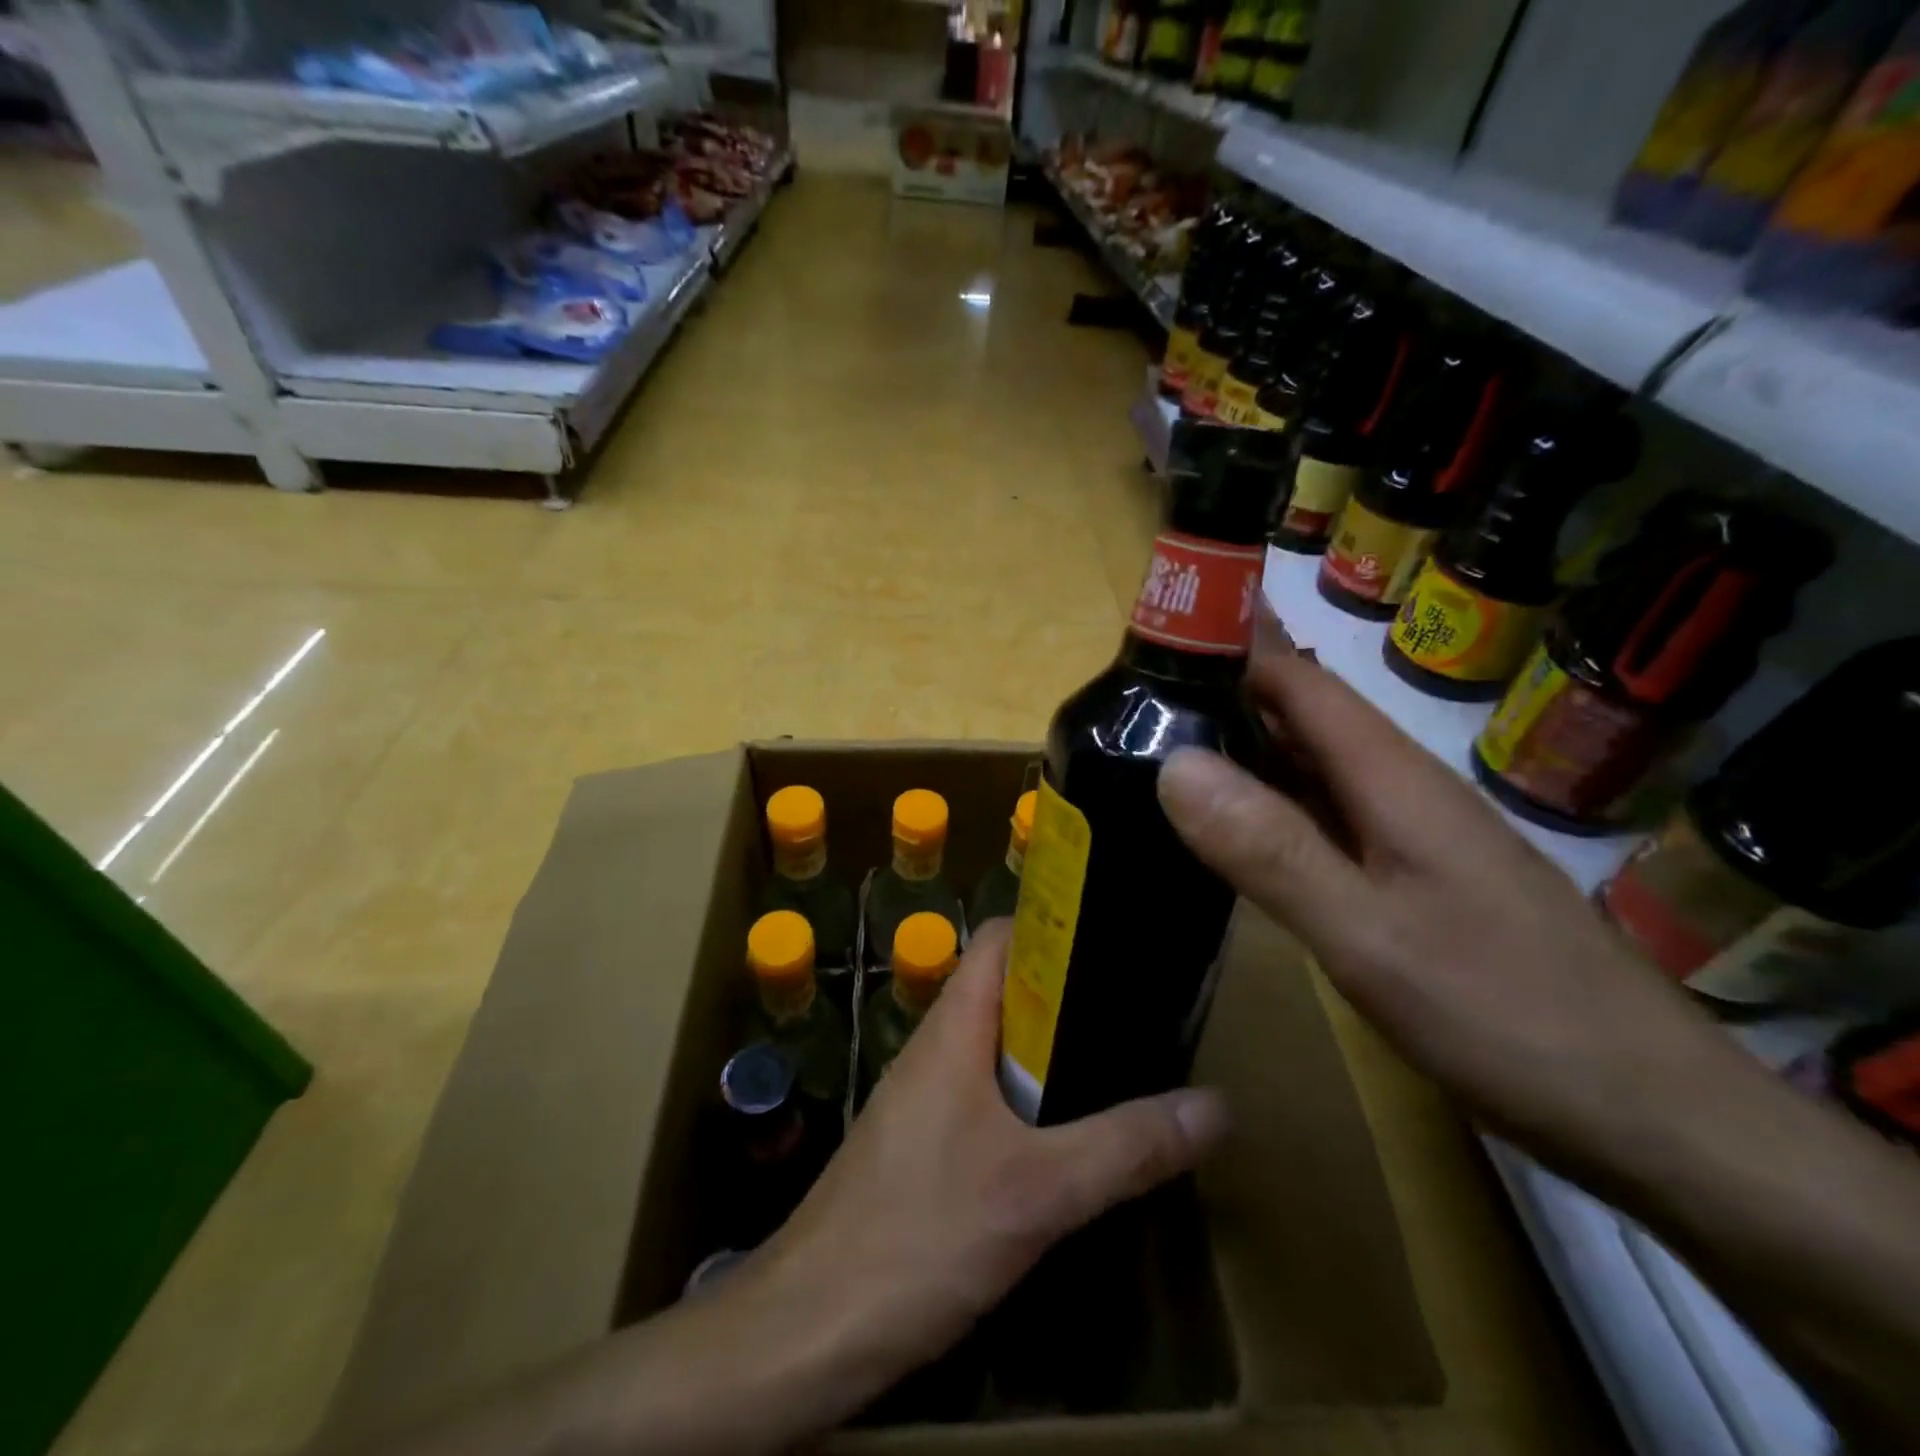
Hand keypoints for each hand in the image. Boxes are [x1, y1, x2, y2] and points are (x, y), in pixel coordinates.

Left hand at [750, 919, 1227, 1406]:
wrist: (811, 1325)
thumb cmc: (920, 1233)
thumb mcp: (1037, 1193)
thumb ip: (1124, 1147)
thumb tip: (1214, 1105)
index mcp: (954, 1027)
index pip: (1000, 939)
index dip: (1053, 926)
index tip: (1116, 937)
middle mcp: (936, 1047)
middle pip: (1006, 990)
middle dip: (1069, 994)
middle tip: (1139, 1009)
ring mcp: (925, 1096)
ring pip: (997, 1046)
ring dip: (1051, 1051)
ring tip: (1120, 1062)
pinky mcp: (924, 1144)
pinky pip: (985, 1095)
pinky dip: (1029, 1098)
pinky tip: (1067, 1136)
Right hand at [1155, 620, 1738, 1190]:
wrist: (1651, 1114)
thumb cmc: (1506, 1015)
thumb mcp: (1368, 936)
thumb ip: (1270, 849)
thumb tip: (1173, 764)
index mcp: (1391, 777)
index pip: (1297, 680)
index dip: (1229, 646)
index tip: (1153, 635)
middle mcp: (1400, 789)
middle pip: (1301, 717)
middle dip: (1221, 694)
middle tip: (1132, 699)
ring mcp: (1411, 836)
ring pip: (1310, 769)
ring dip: (1242, 749)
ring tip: (1161, 748)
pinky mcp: (1414, 880)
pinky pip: (1324, 818)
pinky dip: (1270, 805)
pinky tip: (1234, 827)